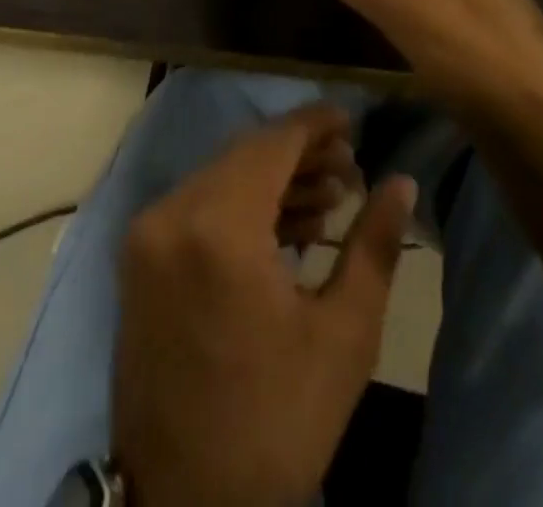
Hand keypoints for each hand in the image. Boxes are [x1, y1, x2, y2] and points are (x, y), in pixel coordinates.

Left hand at [112, 106, 415, 506]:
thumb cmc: (275, 423)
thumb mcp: (343, 336)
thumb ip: (374, 246)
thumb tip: (402, 182)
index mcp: (218, 228)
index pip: (272, 143)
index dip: (315, 124)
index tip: (351, 118)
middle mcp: (172, 215)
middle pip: (245, 155)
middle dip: (300, 153)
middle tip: (350, 166)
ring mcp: (148, 237)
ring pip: (221, 177)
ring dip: (273, 179)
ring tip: (329, 197)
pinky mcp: (140, 259)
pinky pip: (199, 207)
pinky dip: (241, 205)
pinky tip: (288, 225)